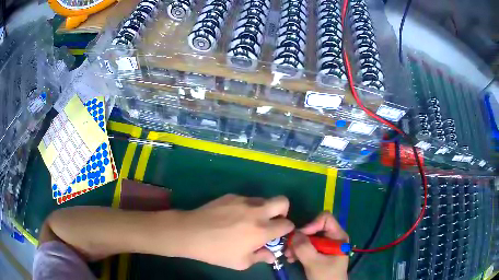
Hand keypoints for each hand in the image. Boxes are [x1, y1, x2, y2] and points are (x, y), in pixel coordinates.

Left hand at [170, 194, 294, 269]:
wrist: (191, 233)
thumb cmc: (217, 252)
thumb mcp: (241, 262)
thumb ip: (261, 258)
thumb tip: (271, 255)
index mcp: (262, 230)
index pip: (287, 224)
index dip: (287, 230)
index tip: (279, 235)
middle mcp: (257, 212)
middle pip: (283, 201)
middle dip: (283, 211)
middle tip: (272, 221)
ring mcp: (243, 201)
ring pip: (263, 199)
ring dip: (263, 209)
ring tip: (248, 220)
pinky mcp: (231, 196)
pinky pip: (246, 199)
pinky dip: (246, 207)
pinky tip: (232, 217)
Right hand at [285, 212, 348, 279]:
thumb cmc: (326, 276)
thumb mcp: (315, 263)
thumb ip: (304, 248)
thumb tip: (293, 233)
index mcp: (338, 237)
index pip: (325, 219)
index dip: (311, 225)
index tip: (299, 237)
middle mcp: (333, 238)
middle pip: (314, 228)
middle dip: (300, 238)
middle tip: (287, 247)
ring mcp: (326, 246)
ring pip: (309, 238)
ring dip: (297, 245)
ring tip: (288, 255)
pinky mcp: (319, 253)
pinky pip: (307, 246)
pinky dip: (298, 251)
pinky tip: (291, 259)